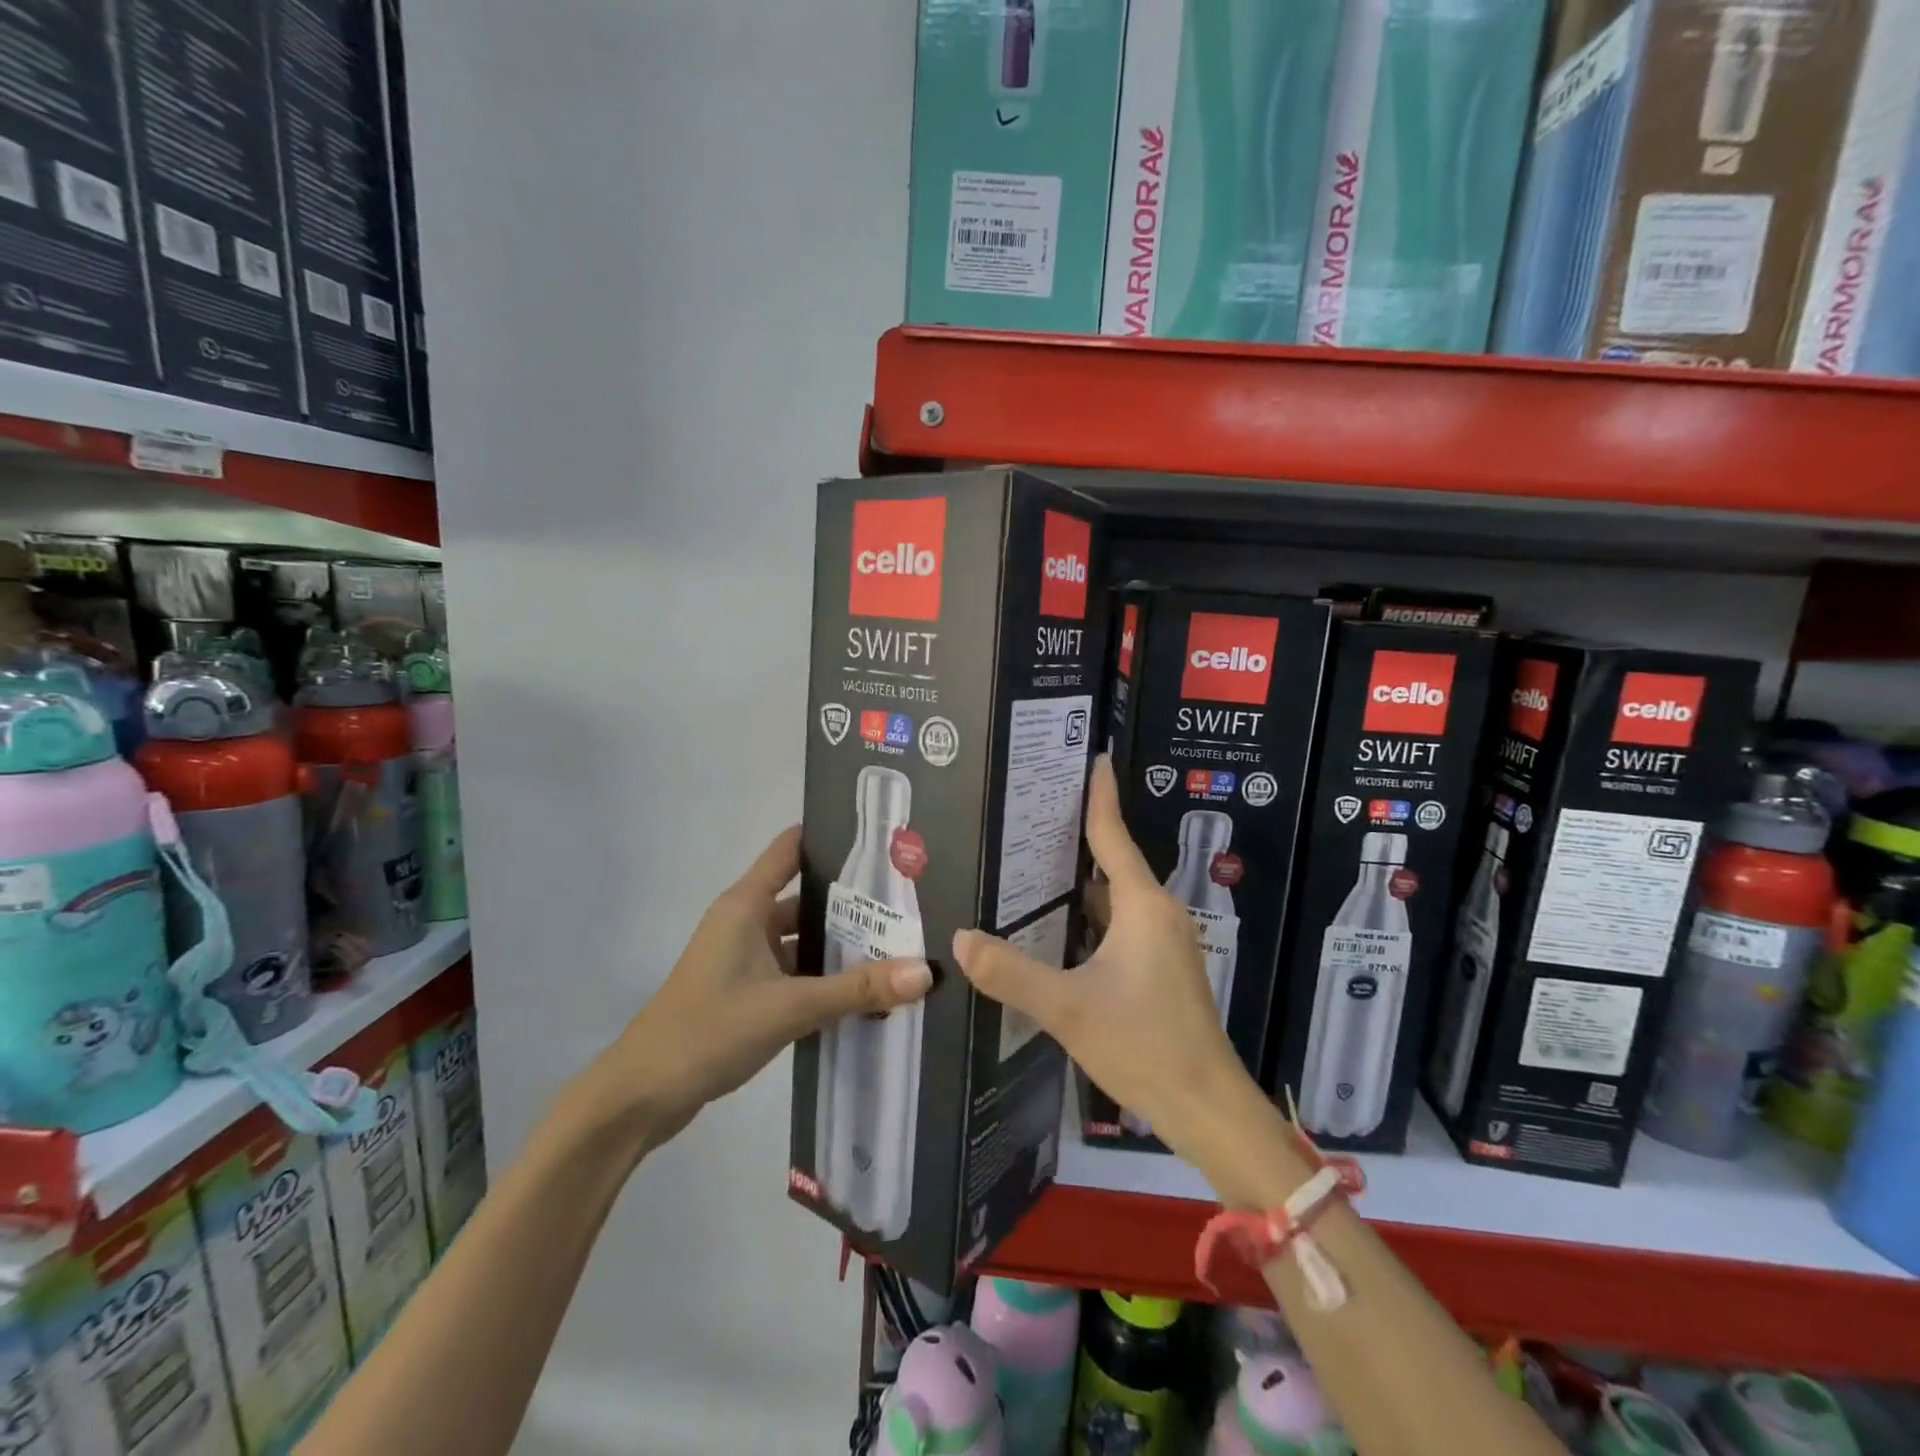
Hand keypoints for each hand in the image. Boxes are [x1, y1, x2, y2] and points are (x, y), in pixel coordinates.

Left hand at [573, 827, 932, 1147]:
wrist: (641, 1096)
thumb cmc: (709, 1030)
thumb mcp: (789, 1006)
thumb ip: (857, 989)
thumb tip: (926, 971)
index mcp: (746, 905)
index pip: (791, 849)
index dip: (831, 837)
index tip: (881, 839)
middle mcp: (745, 922)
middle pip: (806, 898)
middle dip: (853, 902)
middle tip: (910, 901)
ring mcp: (744, 959)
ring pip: (802, 940)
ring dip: (841, 946)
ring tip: (900, 945)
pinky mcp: (745, 993)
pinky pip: (794, 974)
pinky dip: (824, 979)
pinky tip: (865, 992)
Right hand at [951, 756, 1265, 1184]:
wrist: (1206, 1107)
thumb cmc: (1143, 1045)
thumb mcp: (1068, 1008)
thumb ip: (1010, 973)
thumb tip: (959, 939)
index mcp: (1142, 906)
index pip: (1114, 835)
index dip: (1100, 795)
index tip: (1093, 757)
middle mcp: (1156, 914)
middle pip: (1113, 861)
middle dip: (1076, 836)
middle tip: (1030, 812)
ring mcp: (1162, 942)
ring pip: (1115, 897)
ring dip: (1080, 880)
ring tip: (1032, 863)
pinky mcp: (1160, 968)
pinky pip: (1119, 923)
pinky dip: (1089, 913)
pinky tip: (1056, 925)